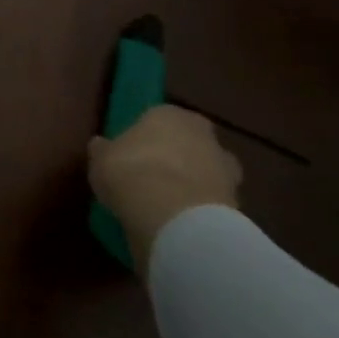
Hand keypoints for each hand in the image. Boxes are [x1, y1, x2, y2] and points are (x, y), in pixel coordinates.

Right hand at [87, 105, 242, 274]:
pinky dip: (199, 210)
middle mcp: (205, 136)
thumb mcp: (101, 157)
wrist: (174, 218)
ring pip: (206, 174)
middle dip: (178, 157)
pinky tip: (178, 223)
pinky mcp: (237, 206)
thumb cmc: (131, 172)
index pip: (160, 118)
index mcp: (172, 114)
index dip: (146, 136)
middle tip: (153, 176)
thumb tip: (101, 146)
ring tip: (166, 204)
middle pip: (191, 144)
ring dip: (192, 185)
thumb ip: (105, 150)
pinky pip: (211, 204)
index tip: (133, 152)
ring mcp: (227, 172)